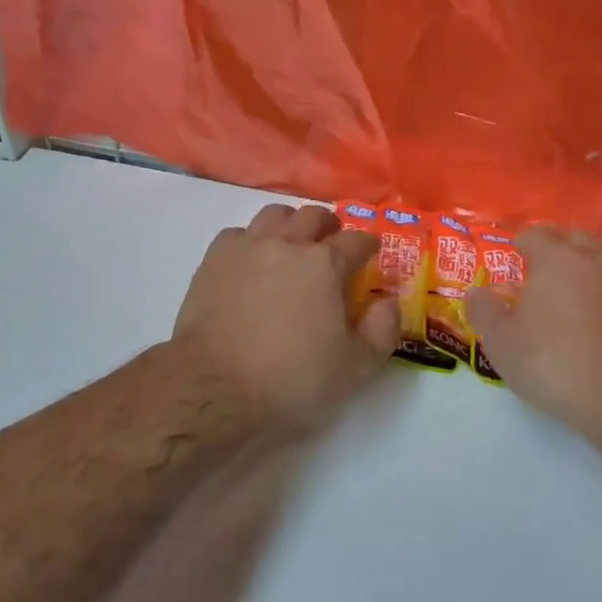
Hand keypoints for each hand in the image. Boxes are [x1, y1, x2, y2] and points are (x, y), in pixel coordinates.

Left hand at [172, 203, 400, 429]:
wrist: (213, 386)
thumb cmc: (290, 379)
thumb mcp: (354, 369)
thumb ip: (382, 330)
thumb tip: (389, 300)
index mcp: (325, 264)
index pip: (356, 241)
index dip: (368, 244)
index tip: (371, 252)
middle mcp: (288, 243)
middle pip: (314, 215)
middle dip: (330, 226)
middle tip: (332, 243)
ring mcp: (248, 246)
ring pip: (275, 215)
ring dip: (290, 223)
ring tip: (292, 243)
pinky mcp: (214, 259)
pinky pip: (238, 233)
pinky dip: (251, 240)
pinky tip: (252, 260)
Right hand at [467, 226, 601, 445]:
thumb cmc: (556, 365)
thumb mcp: (503, 344)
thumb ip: (483, 311)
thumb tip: (475, 293)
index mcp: (557, 258)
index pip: (535, 234)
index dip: (521, 244)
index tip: (515, 258)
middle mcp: (597, 258)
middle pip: (574, 237)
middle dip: (558, 247)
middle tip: (544, 272)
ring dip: (592, 261)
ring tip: (581, 285)